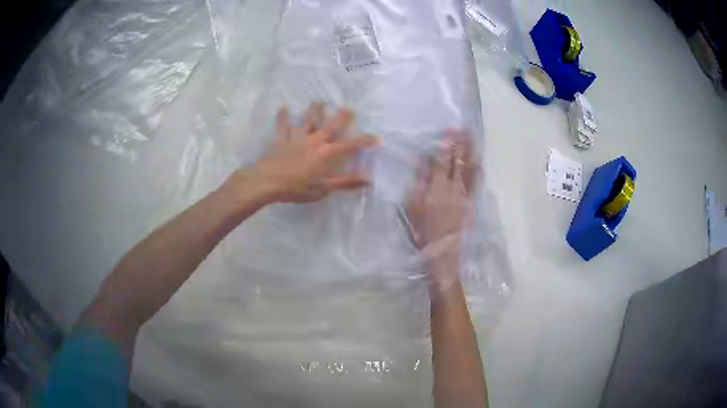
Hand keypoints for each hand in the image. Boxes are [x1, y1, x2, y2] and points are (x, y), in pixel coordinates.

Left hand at [246, 103, 378, 202]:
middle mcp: (314, 141)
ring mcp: (297, 138)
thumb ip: (346, 182)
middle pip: (330, 126)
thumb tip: (368, 178)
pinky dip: (283, 116)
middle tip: (349, 107)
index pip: (350, 146)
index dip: (364, 141)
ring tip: (319, 101)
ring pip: (307, 121)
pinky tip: (283, 106)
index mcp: (326, 154)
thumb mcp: (324, 189)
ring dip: (314, 111)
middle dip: (341, 117)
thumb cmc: (297, 188)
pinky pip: (282, 126)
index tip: (377, 137)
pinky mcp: (281, 140)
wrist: (268, 182)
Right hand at [405, 130, 477, 251]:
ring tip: (473, 139)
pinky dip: (477, 168)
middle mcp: (454, 187)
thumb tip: (421, 162)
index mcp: (437, 188)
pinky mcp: (472, 202)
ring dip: (473, 152)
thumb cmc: (423, 231)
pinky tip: (478, 162)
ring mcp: (466, 194)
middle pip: (460, 161)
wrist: (443, 252)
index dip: (444, 146)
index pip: (441, 161)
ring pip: (472, 168)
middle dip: (462, 143)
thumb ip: (418, 183)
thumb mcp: (413, 207)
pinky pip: (477, 181)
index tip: (445, 133)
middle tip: (463, 130)